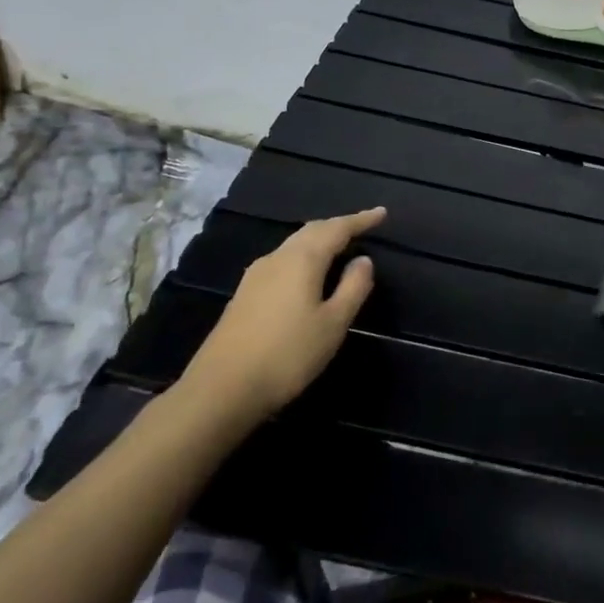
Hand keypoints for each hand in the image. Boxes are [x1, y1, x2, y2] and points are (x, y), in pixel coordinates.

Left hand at [176, 207, 384, 427]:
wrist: (221, 389)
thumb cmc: (288, 354)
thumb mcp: (333, 323)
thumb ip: (353, 287)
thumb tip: (363, 260)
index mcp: (302, 260)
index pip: (336, 228)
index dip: (361, 220)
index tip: (382, 213)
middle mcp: (277, 258)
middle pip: (312, 231)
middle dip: (338, 226)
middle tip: (362, 227)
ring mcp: (255, 276)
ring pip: (294, 246)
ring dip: (319, 241)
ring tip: (339, 247)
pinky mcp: (244, 294)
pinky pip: (282, 261)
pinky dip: (303, 257)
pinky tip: (308, 274)